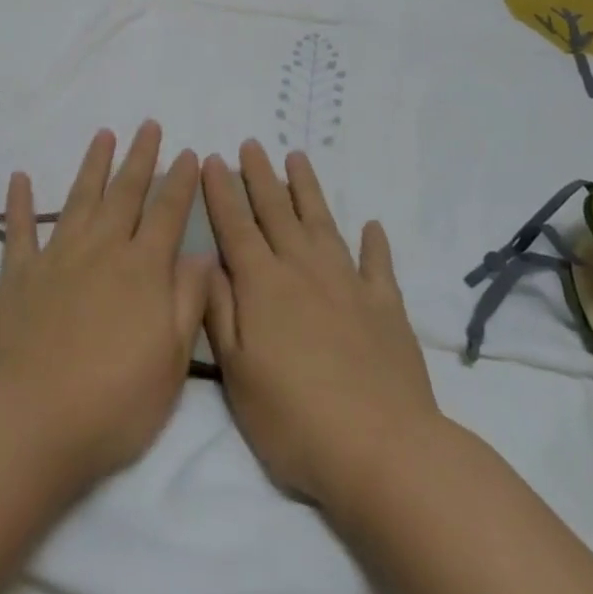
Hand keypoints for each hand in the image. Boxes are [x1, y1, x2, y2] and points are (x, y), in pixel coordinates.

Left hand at [0, 122, 212, 487]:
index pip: (168, 213)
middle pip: (125, 193)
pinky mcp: (19, 275)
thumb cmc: (115, 400)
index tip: (188, 152)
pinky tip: (19, 177)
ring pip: (80, 199)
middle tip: (148, 124)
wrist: (34, 421)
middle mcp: (102, 249)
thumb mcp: (172, 360)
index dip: (180, 181)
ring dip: (93, 165)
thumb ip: (188, 300)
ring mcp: (57, 257)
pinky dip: (19, 203)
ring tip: (103, 135)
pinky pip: (19, 230)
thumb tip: (203, 253)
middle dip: (140, 157)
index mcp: (142, 269)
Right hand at [203, 142, 437, 507]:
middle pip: (277, 211)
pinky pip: (377, 264)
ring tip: (297, 158)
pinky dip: (373, 243)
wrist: (382, 450)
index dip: (222, 191)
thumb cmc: (295, 420)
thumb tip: (206, 261)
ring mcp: (348, 284)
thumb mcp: (238, 373)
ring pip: (322, 223)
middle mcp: (303, 270)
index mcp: (263, 285)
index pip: (236, 226)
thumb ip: (220, 311)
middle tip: (252, 143)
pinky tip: (371, 226)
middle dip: (260, 176)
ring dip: (308, 189)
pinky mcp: (386, 306)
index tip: (213, 158)